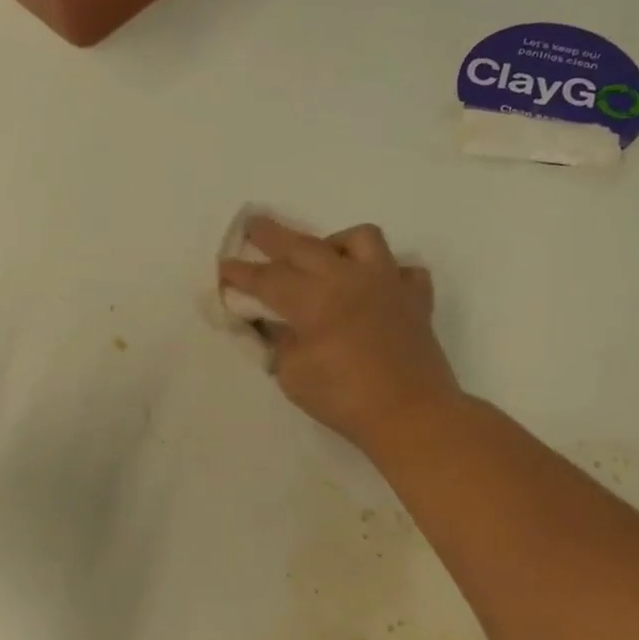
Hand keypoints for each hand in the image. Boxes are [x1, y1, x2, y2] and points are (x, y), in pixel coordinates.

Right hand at [218, 216, 461, 457]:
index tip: (223, 266)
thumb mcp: (292, 376)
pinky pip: (402, 270)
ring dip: (335, 242)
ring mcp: (386, 283)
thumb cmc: (344, 398)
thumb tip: (275, 325)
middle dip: (273, 236)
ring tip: (325, 258)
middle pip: (303, 246)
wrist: (411, 415)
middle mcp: (349, 279)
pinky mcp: (415, 299)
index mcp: (314, 299)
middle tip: (254, 224)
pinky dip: (386, 273)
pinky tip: (375, 288)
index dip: (241, 273)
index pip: (267, 278)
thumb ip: (279, 342)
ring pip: (360, 239)